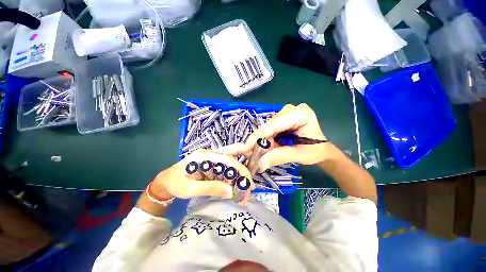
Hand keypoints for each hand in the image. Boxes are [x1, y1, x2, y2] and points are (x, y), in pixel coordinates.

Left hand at [150, 149, 252, 201]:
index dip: (240, 170)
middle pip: (233, 153)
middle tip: (251, 180)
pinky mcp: (213, 165)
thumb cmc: (175, 183)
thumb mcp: (189, 189)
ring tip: (243, 192)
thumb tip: (231, 192)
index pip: (228, 159)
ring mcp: (213, 159)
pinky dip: (233, 179)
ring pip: (232, 162)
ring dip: (239, 175)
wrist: (166, 181)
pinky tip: (235, 188)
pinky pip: (227, 169)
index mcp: (205, 155)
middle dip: (244, 164)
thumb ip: (210, 188)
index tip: (248, 184)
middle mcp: (211, 154)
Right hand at [243, 103, 331, 170]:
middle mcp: (291, 110)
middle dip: (259, 141)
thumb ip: (279, 157)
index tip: (245, 148)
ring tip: (258, 154)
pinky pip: (270, 129)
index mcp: (300, 114)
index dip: (258, 136)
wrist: (320, 149)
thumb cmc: (315, 151)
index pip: (274, 124)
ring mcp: (286, 113)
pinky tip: (264, 148)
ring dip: (262, 142)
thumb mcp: (298, 155)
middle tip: (251, 155)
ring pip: (267, 128)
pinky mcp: (282, 118)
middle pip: (269, 126)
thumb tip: (259, 164)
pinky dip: (266, 140)